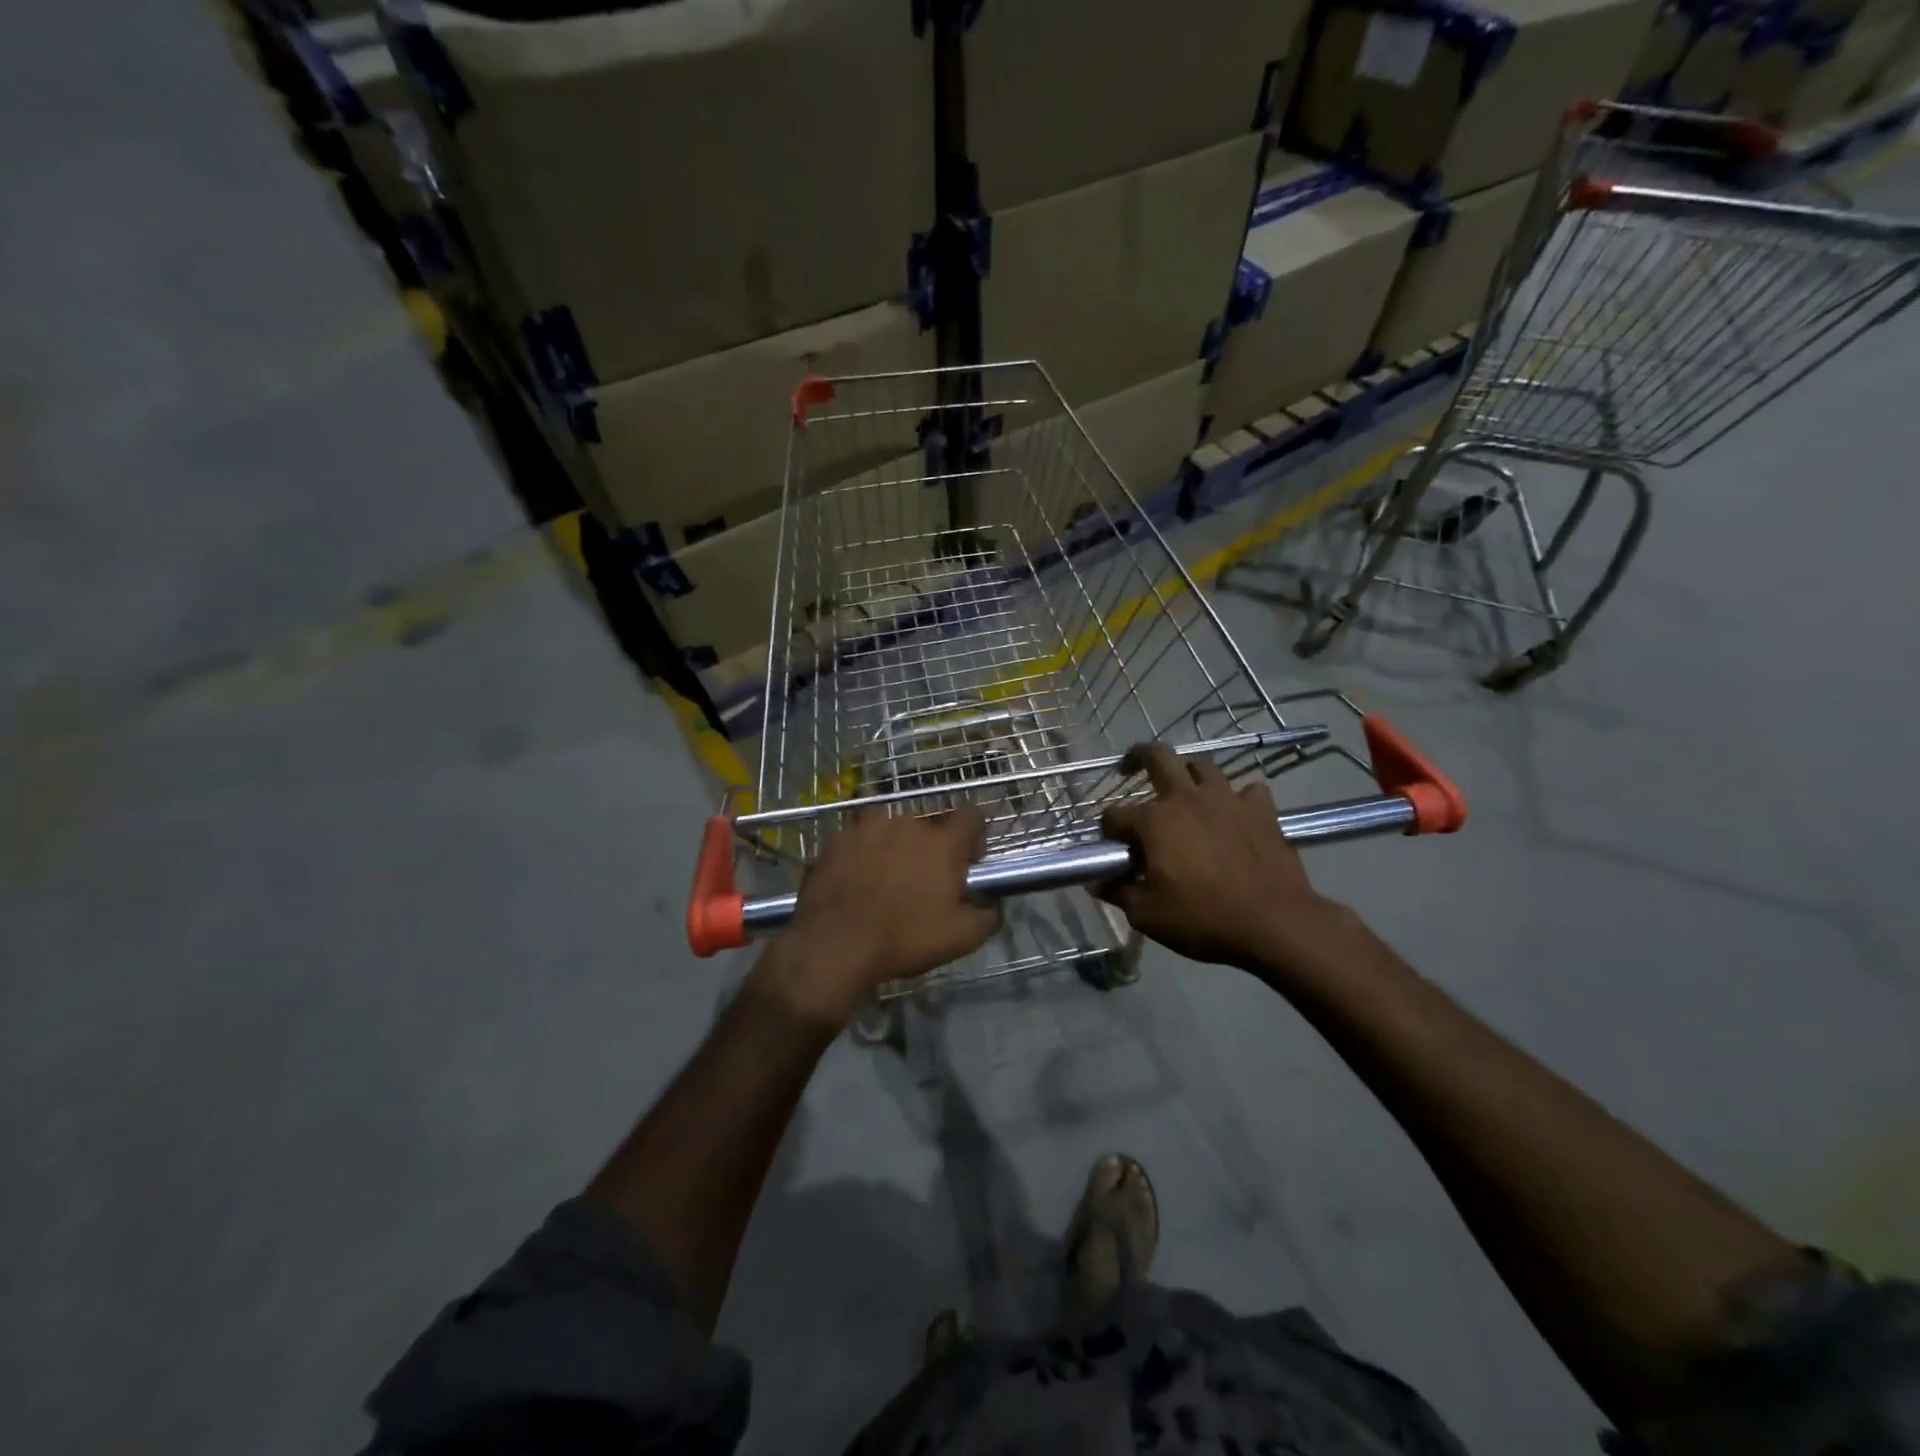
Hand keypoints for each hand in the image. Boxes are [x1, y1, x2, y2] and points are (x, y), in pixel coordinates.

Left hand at [762, 807, 1001, 1022]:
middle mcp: (907, 823)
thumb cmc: (904, 937)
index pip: (971, 815)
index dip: (975, 834)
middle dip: (931, 848)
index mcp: (942, 842)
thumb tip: (993, 904)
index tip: (970, 858)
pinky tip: (857, 884)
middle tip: (924, 881)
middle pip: (928, 826)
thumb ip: (987, 916)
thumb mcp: (960, 938)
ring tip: (886, 881)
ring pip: (891, 831)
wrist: (834, 944)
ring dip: (895, 849)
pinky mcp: (836, 839)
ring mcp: (867, 827)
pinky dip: (863, 856)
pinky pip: (859, 842)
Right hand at [1097, 744, 1343, 972]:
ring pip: (1203, 766)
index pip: (1115, 814)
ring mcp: (1227, 799)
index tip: (1111, 845)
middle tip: (1130, 768)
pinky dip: (1238, 798)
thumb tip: (1097, 883)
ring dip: (1189, 774)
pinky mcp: (1261, 810)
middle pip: (1158, 757)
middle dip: (1138, 757)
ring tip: (1185, 790)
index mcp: (1154, 821)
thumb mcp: (1148, 915)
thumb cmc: (1203, 918)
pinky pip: (1248, 790)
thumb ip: (1119, 893)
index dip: (1108, 829)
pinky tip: (1235, 812)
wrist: (1275, 923)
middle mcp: (1187, 798)